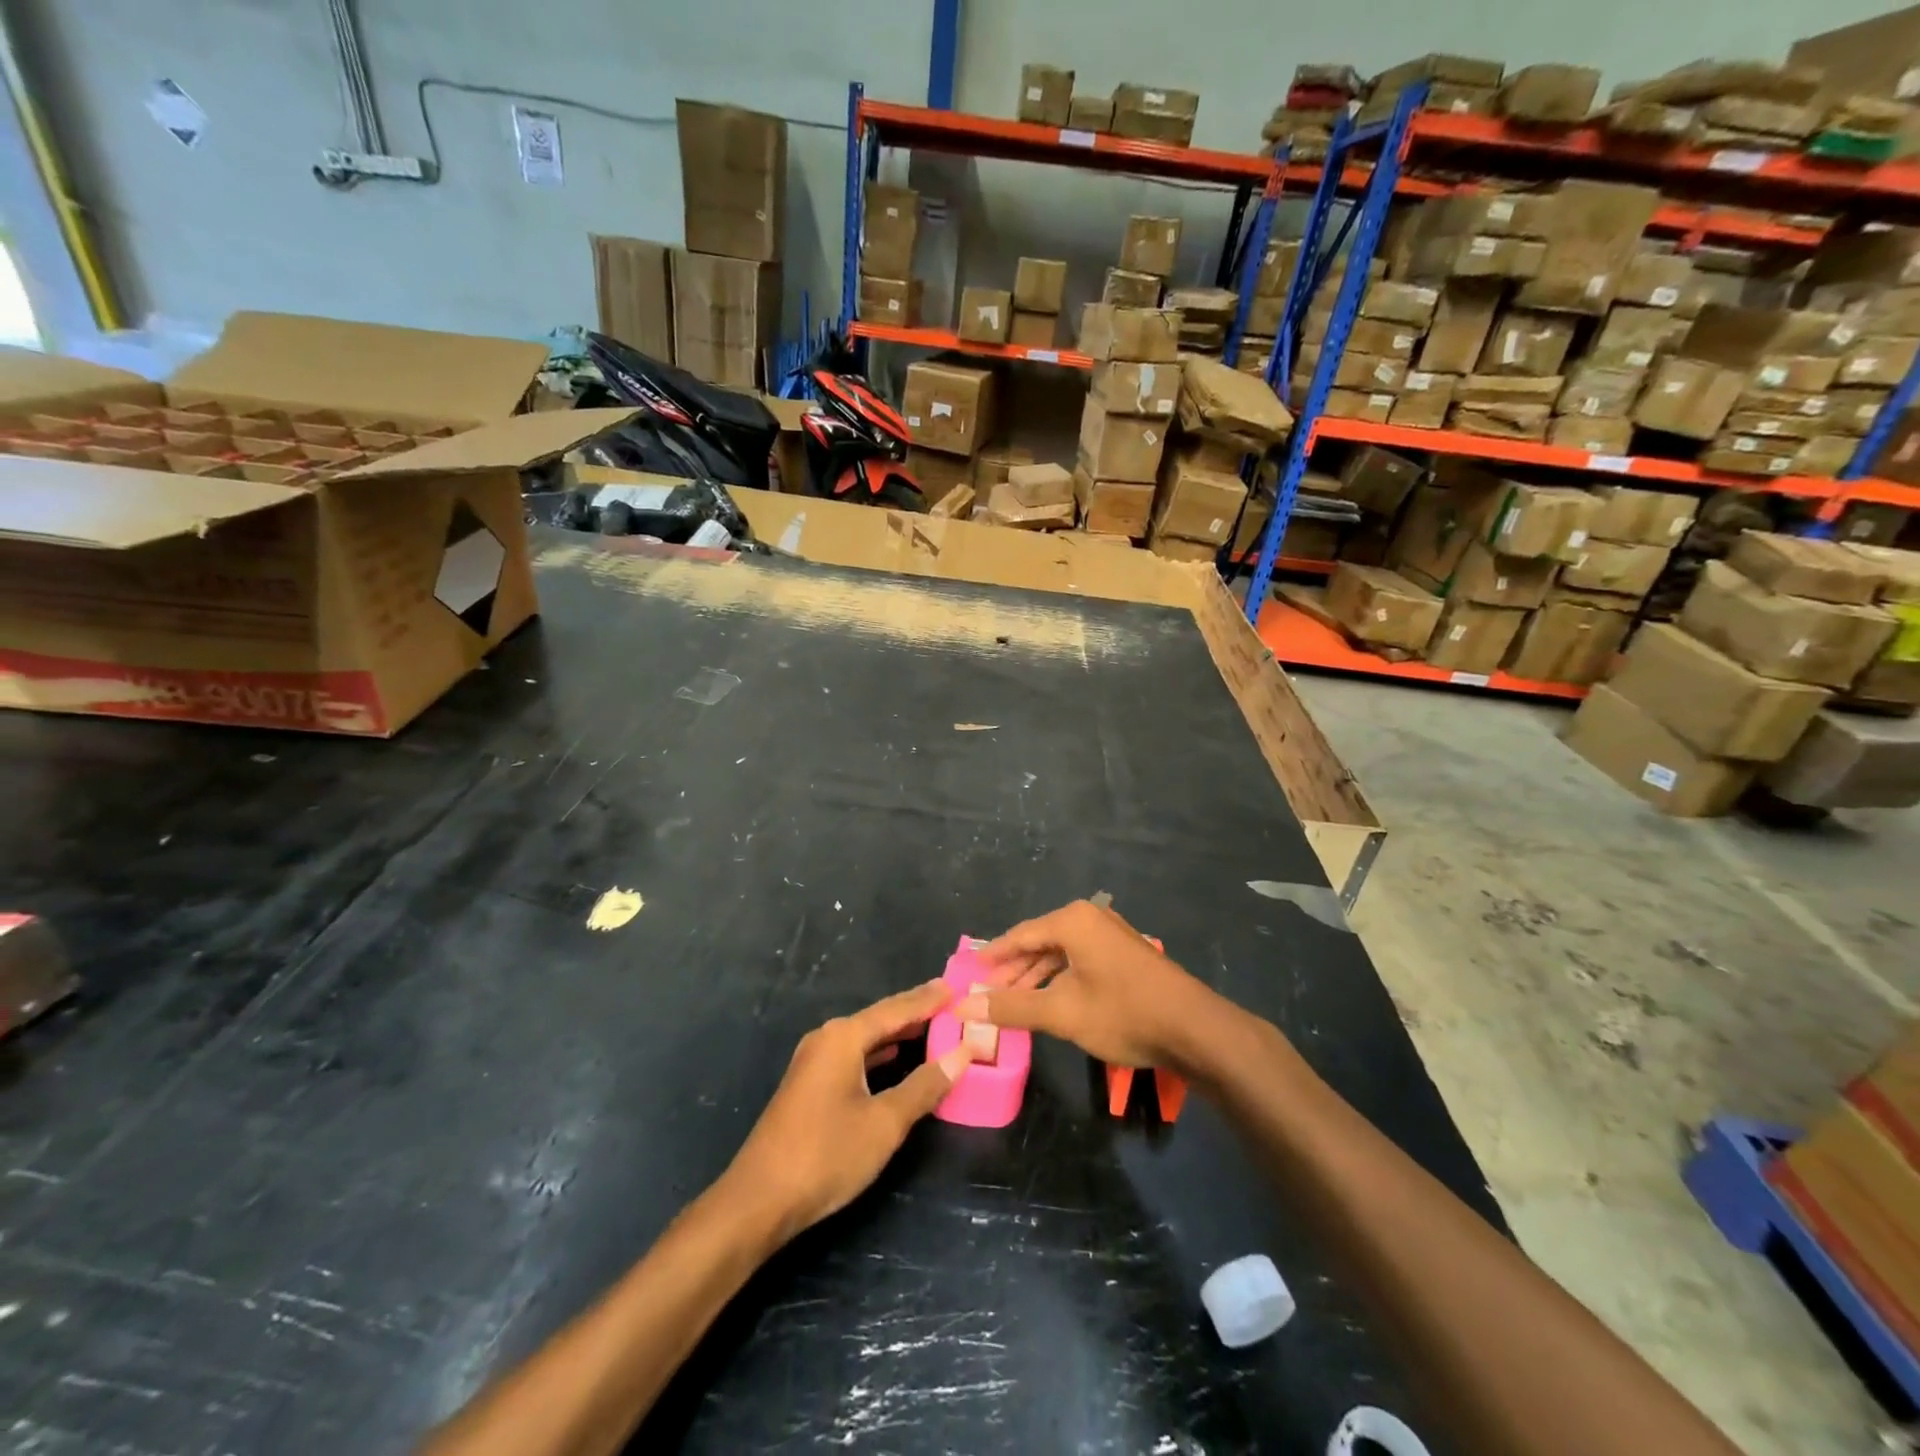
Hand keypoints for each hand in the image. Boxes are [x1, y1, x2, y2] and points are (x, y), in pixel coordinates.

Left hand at [727, 981, 974, 1243]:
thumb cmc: (826, 1155)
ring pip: (866, 1038)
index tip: (956, 986)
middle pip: (880, 1018)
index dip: (928, 999)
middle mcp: (827, 1039)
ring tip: (932, 1024)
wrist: (759, 1200)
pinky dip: (880, 1053)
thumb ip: (924, 1086)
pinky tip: (896, 1057)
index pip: (896, 1009)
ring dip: (898, 1033)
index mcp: (843, 1037)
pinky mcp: (810, 1085)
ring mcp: (814, 1062)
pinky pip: (854, 1055)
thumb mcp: (885, 1122)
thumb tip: (962, 1054)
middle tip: (951, 1001)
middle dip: (915, 1011)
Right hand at [956, 899, 1228, 1073]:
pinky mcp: (1125, 954)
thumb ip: (1011, 1007)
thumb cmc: (1123, 1013)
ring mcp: (1111, 935)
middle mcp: (1091, 918)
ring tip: (1014, 1003)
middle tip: (987, 995)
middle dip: (1013, 971)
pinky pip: (1080, 960)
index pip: (1019, 935)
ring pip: (1061, 953)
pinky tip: (1051, 1002)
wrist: (1195, 1029)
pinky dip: (1061, 979)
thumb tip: (963, 1007)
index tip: (968, 973)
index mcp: (1072, 921)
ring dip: (1037, 978)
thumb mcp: (1061, 1013)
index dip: (992, 957)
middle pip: (1039, 942)